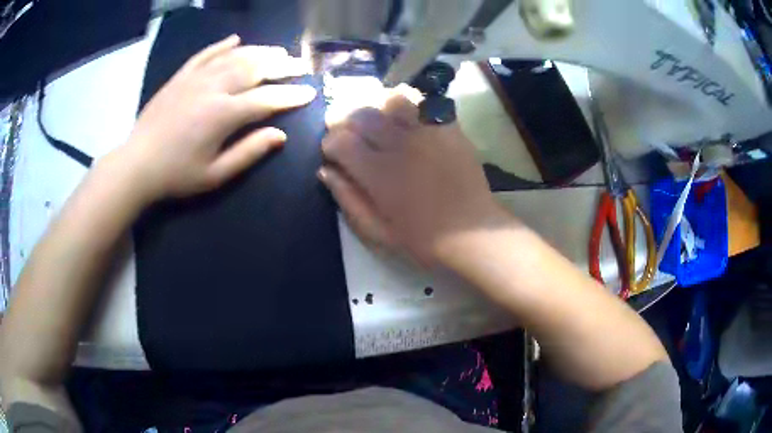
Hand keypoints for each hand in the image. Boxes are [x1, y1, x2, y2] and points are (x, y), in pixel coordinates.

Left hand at [120, 34, 315, 201]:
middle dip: (282, 66)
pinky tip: (235, 39)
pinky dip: (221, 45)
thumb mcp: (214, 175)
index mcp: (223, 115)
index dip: (291, 96)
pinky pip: (204, 55)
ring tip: (278, 50)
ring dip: (259, 51)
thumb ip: (248, 152)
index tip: (310, 93)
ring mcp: (195, 79)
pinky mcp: (180, 77)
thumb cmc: (176, 175)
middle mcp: (213, 88)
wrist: (136, 165)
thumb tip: (280, 135)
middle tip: (300, 64)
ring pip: (234, 57)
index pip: (267, 99)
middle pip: (255, 69)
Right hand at [320, 89, 505, 265]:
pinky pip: (423, 101)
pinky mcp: (448, 128)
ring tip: (378, 121)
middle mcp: (400, 144)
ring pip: (390, 99)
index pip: (339, 141)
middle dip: (347, 121)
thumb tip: (325, 171)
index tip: (335, 154)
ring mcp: (427, 132)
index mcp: (379, 174)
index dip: (330, 145)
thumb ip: (348, 199)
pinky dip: (408, 103)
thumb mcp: (377, 232)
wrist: (473, 233)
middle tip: (352, 135)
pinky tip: (405, 116)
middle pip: (361, 114)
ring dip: (377, 107)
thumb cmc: (423, 239)